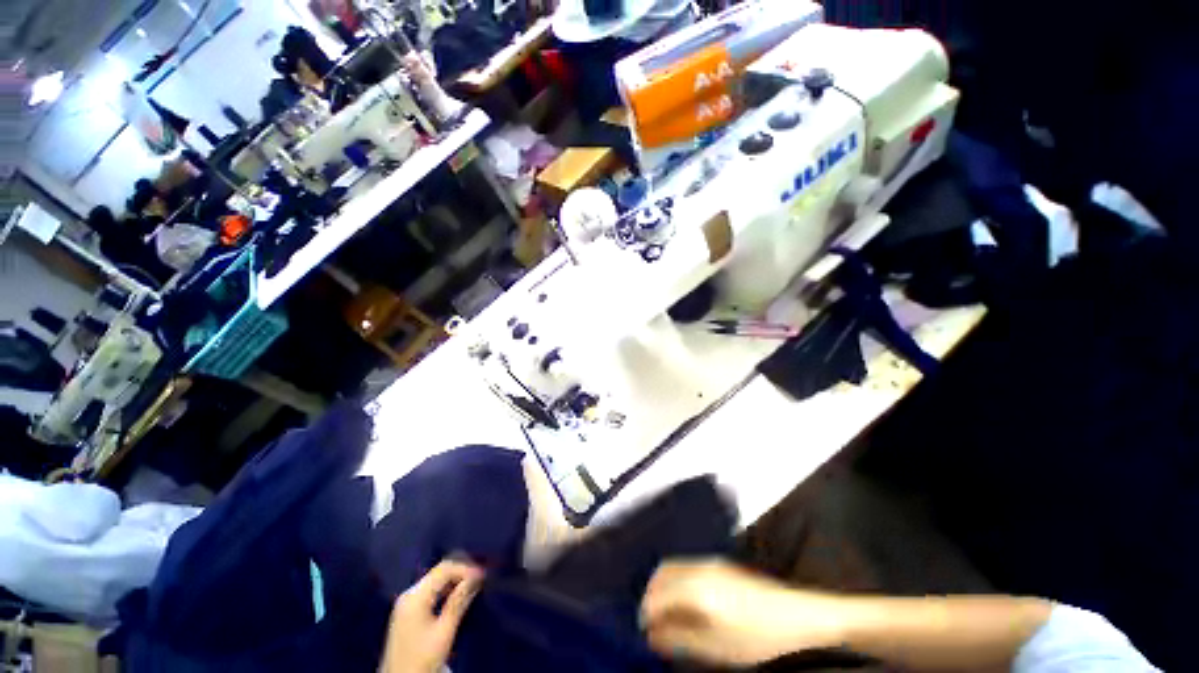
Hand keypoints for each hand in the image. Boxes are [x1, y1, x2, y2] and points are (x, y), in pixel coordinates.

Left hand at [379, 560, 483, 672]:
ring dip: (454, 581)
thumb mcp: (444, 632)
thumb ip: (459, 602)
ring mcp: (406, 603)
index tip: (483, 575)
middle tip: (480, 579)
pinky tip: (456, 596)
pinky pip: (430, 591)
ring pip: (435, 580)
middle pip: (438, 572)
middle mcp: (408, 594)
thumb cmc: (423, 659)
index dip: (465, 569)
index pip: (444, 569)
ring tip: (472, 587)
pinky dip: (445, 590)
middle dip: (460, 573)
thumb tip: (475, 578)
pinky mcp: (407, 611)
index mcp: (415, 597)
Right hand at [640, 559, 845, 665]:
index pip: (656, 595)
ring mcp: (710, 562)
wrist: (797, 616)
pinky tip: (688, 603)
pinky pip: (687, 567)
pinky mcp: (721, 564)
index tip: (645, 631)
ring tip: (669, 615)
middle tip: (652, 621)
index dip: (646, 613)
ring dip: (664, 587)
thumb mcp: (716, 647)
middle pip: (662, 573)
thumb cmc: (757, 636)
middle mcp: (698, 568)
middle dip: (652, 595)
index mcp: (695, 588)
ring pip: (674, 567)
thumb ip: (680, 639)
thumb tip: (652, 635)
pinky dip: (678, 582)